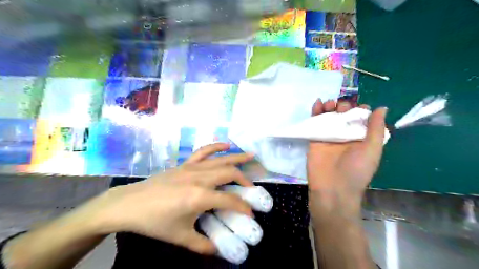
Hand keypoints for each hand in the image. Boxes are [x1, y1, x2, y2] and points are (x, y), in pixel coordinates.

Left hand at [86, 143, 253, 253]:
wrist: (130, 204)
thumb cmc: (155, 222)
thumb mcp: (180, 237)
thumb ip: (203, 245)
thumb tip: (220, 251)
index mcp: (200, 196)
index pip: (230, 200)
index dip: (243, 207)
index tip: (251, 214)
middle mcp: (200, 178)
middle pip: (230, 173)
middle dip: (244, 180)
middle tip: (251, 189)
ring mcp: (192, 167)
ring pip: (221, 159)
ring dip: (238, 157)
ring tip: (251, 156)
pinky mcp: (185, 163)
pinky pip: (203, 151)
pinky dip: (216, 146)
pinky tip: (226, 145)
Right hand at [306, 99, 388, 210]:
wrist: (332, 189)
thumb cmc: (356, 171)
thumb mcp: (372, 150)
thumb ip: (376, 129)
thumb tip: (382, 108)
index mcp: (361, 138)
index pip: (362, 118)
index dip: (361, 110)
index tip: (359, 108)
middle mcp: (345, 135)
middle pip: (344, 115)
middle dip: (344, 106)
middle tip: (342, 108)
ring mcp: (329, 136)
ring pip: (329, 116)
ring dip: (330, 106)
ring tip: (329, 104)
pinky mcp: (315, 138)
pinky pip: (315, 122)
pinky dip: (315, 111)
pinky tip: (318, 103)